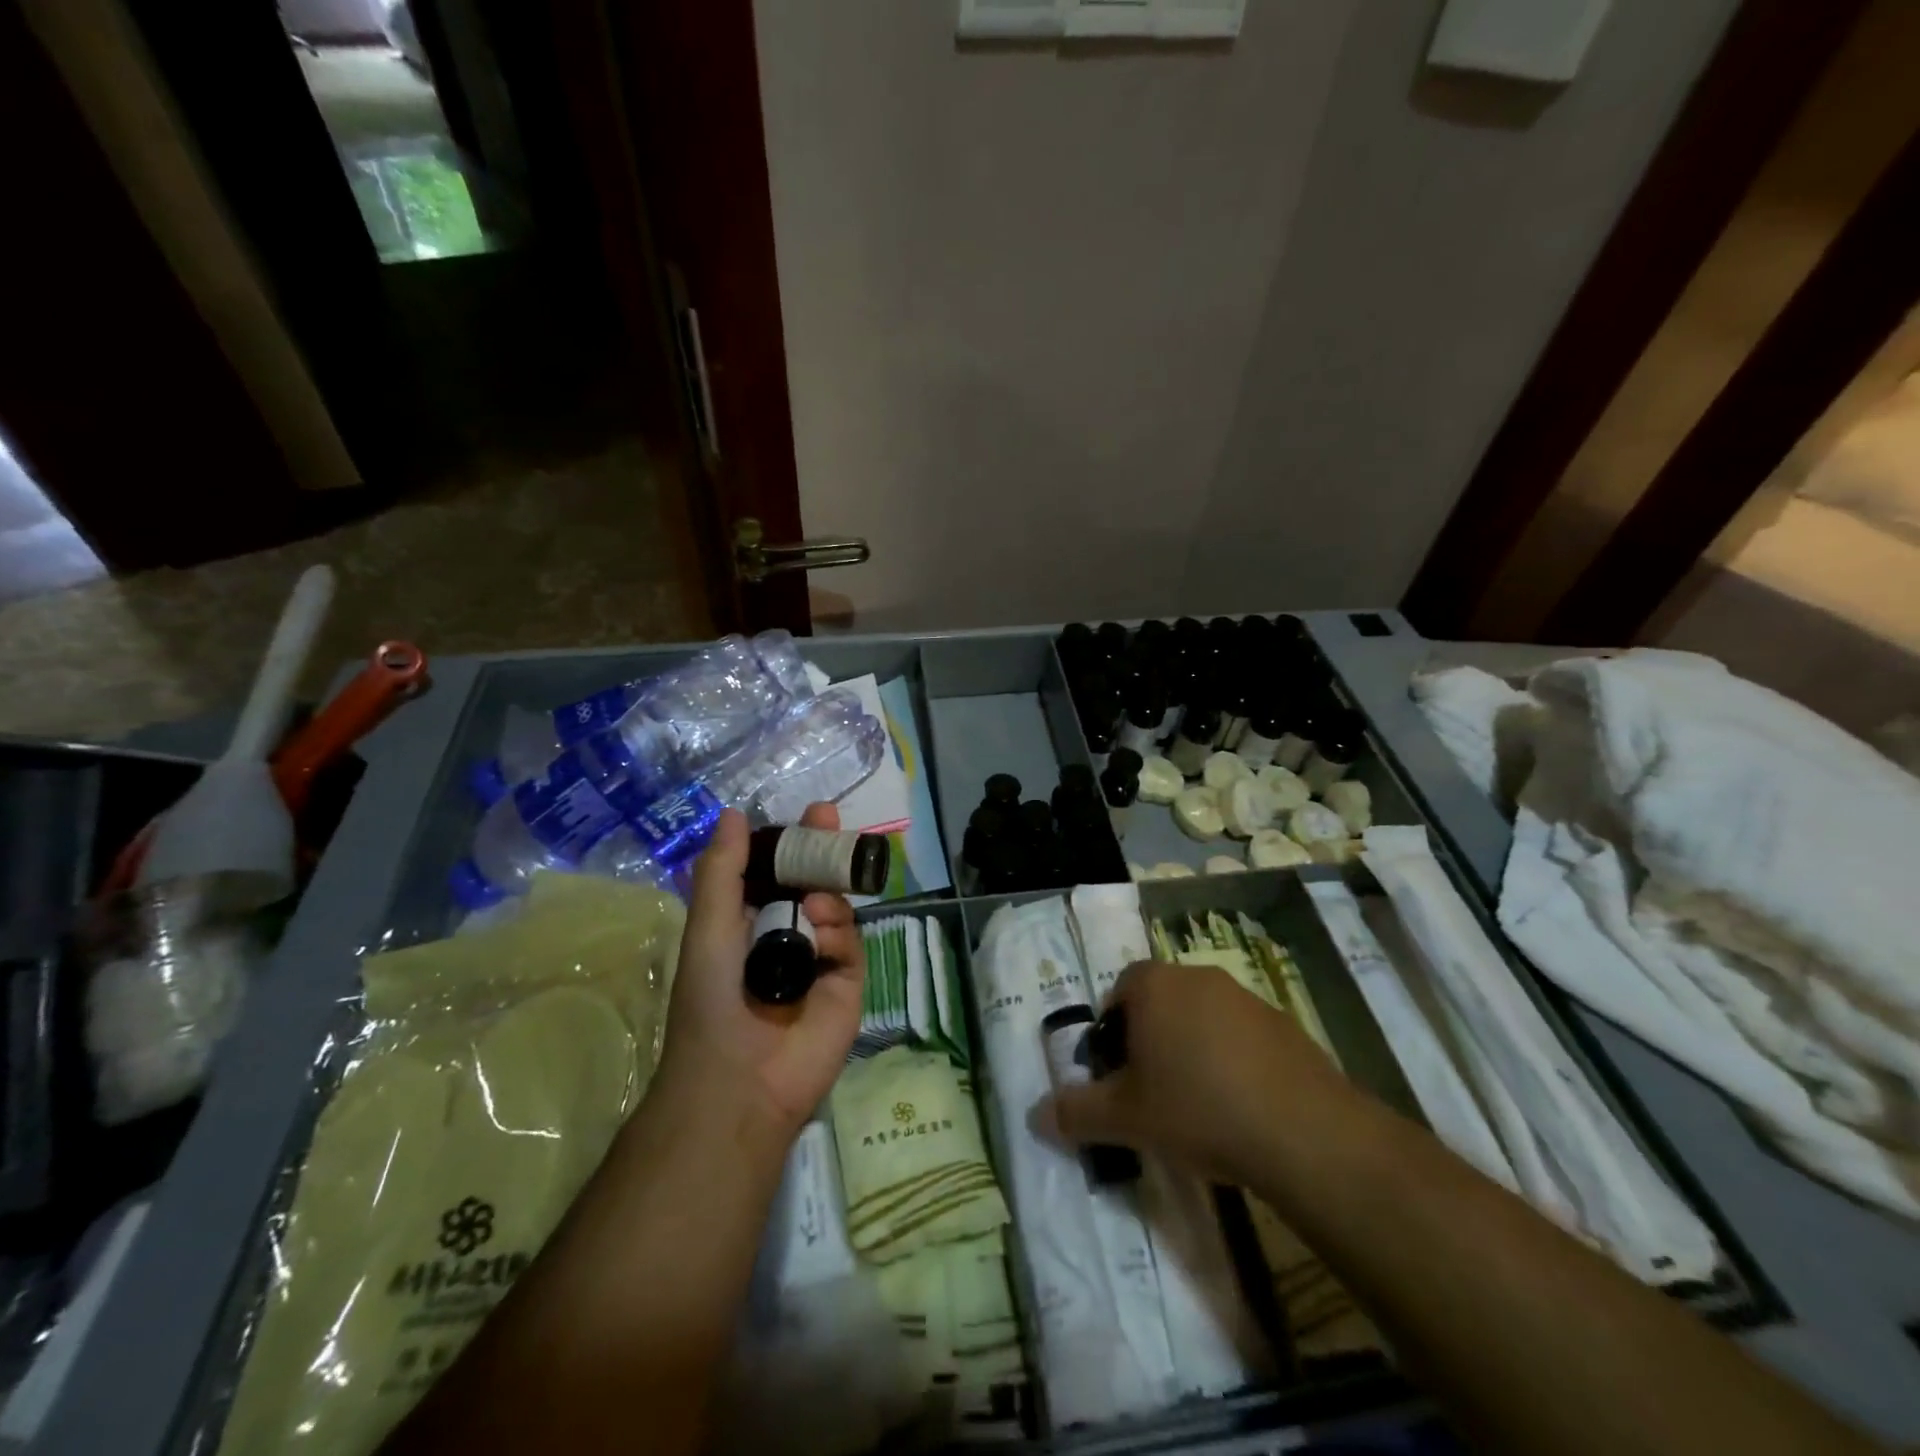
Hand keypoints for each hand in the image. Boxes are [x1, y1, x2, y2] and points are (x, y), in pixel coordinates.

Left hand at [654, 805, 864, 1140]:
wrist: (739, 1079)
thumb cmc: (712, 998)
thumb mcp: (709, 925)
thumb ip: (723, 870)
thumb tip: (732, 814)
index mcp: (750, 921)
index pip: (779, 871)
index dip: (794, 841)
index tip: (812, 812)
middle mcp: (787, 935)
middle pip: (814, 880)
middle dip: (822, 849)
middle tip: (829, 819)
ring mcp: (820, 959)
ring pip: (836, 906)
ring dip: (825, 893)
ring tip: (813, 904)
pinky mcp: (847, 982)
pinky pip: (851, 940)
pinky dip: (838, 929)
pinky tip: (822, 931)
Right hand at [1042, 960, 1345, 1184]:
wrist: (1302, 1131)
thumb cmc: (1198, 1109)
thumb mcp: (1126, 1118)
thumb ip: (1075, 1113)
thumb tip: (1033, 1116)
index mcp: (1154, 986)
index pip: (1119, 992)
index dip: (1113, 1033)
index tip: (1119, 1075)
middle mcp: (1197, 977)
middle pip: (1160, 1001)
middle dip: (1150, 1039)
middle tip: (1152, 1091)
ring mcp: (1245, 996)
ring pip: (1201, 1016)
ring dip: (1192, 1048)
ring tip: (1198, 1104)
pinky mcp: (1282, 1022)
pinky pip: (1241, 1034)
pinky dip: (1232, 1059)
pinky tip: (1241, 1106)